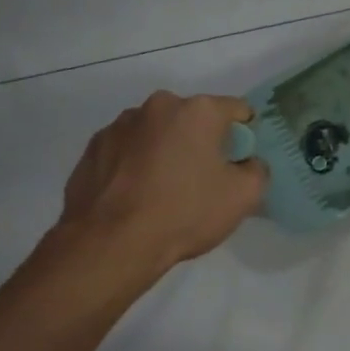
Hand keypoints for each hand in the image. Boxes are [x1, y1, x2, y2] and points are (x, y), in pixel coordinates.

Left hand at [56, 91, 268, 278]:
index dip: (245, 134)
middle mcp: (157, 106)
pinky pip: (127, 150)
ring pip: (157, 133)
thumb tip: (247, 163)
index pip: (236, 110)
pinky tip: (136, 196)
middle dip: (201, 141)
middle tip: (203, 179)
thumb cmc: (185, 213)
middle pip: (193, 119)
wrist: (111, 244)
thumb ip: (257, 170)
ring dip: (166, 151)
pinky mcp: (92, 148)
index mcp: (197, 111)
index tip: (240, 161)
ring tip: (163, 190)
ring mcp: (119, 125)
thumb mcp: (244, 196)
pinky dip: (136, 165)